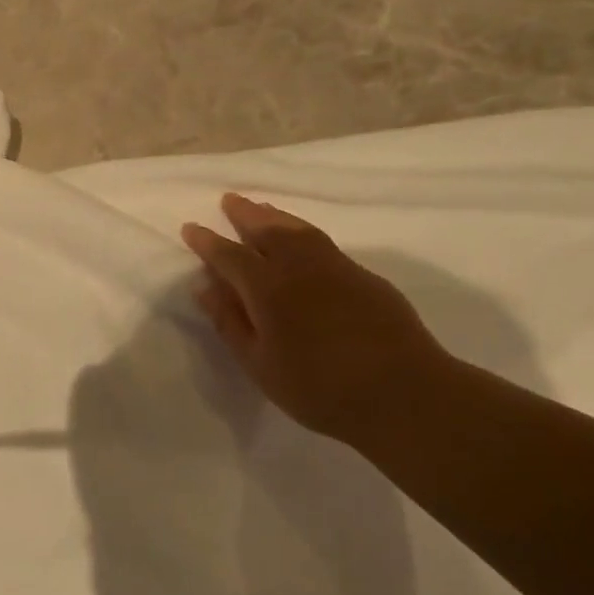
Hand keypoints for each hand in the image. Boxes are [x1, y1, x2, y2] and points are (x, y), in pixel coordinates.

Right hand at [182, 194, 456, 447]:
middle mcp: (300, 267)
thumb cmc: (319, 388)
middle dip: (244, 214)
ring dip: (275, 216)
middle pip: (267, 229)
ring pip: (299, 230)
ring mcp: (337, 267)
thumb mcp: (260, 364)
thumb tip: (205, 287)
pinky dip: (303, 232)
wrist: (403, 394)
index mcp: (268, 288)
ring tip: (261, 209)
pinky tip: (302, 241)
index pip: (229, 255)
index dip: (207, 241)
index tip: (191, 228)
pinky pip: (323, 242)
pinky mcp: (365, 276)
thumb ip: (230, 322)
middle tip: (229, 200)